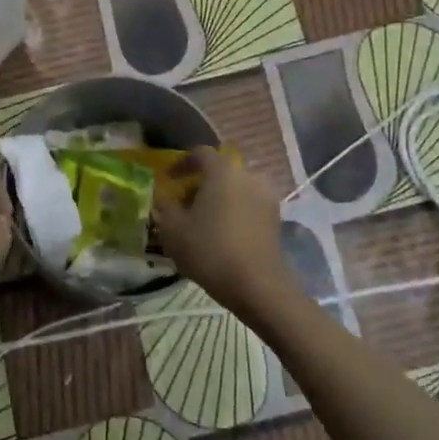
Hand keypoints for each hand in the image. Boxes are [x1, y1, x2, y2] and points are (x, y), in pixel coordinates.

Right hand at [153, 151, 295, 318]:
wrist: (258, 286)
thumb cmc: (209, 250)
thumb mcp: (172, 229)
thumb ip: (164, 207)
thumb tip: (163, 198)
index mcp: (222, 171)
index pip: (200, 153)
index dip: (181, 163)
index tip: (169, 178)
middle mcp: (248, 176)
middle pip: (220, 171)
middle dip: (200, 183)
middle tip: (183, 202)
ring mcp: (266, 197)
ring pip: (236, 188)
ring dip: (218, 197)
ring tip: (202, 219)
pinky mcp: (275, 219)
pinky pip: (248, 204)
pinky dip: (233, 211)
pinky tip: (221, 232)